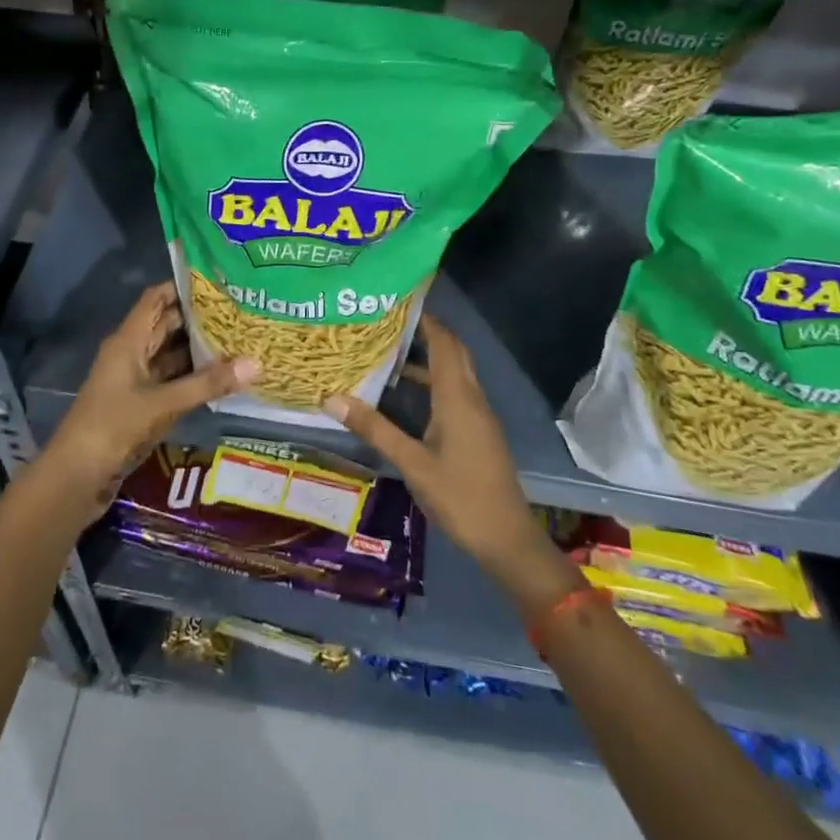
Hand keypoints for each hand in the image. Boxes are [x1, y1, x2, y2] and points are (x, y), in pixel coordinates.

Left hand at [39, 281, 256, 520]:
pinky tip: (223, 375)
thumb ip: (208, 383)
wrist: (76, 477)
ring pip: (172, 354)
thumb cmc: (113, 427)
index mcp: (128, 340)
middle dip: (200, 317)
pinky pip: (172, 381)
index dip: (184, 286)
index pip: (157, 299)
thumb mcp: (163, 403)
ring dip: (200, 348)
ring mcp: (136, 380)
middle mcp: (132, 353)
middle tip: (242, 309)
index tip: (220, 280)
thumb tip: (257, 362)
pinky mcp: (142, 405)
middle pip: (167, 324)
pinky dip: (194, 376)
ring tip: (241, 337)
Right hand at [326, 315, 578, 614]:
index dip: (424, 318)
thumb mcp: (412, 464)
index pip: (443, 342)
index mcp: (458, 398)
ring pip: (454, 372)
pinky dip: (433, 380)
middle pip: (452, 351)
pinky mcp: (478, 431)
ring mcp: (478, 415)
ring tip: (387, 350)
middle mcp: (472, 398)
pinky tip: (405, 393)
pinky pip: (456, 391)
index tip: (396, 300)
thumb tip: (332, 398)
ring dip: (427, 357)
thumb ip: (375, 429)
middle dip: (425, 331)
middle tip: (387, 320)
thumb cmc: (460, 497)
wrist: (507, 539)